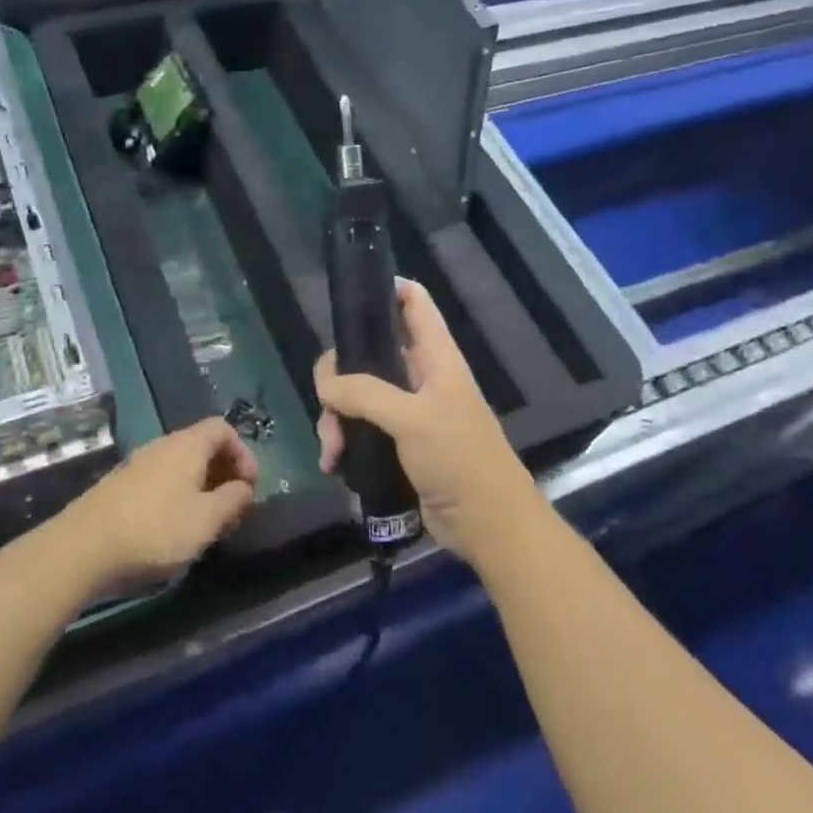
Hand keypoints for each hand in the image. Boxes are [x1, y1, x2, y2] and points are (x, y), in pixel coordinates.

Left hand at [60, 417, 258, 592]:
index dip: (243, 453)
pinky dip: (178, 496)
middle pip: (202, 446)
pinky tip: (174, 529)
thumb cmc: (154, 530)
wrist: (82, 547)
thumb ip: (233, 500)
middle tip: (232, 509)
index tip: (249, 487)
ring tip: (206, 524)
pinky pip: (161, 480)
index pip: (223, 428)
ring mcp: (138, 464)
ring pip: (181, 466)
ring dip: (202, 488)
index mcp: (187, 445)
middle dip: (224, 473)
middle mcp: (162, 445)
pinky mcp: (121, 486)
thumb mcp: (206, 520)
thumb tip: (244, 487)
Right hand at [314, 278, 537, 567]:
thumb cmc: (459, 459)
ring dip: (337, 417)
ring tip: (331, 448)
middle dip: (340, 376)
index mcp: (435, 356)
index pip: (413, 302)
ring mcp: (408, 411)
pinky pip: (361, 428)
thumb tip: (325, 384)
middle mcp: (420, 376)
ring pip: (358, 394)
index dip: (385, 288)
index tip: (349, 298)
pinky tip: (333, 462)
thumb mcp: (412, 418)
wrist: (487, 525)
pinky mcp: (399, 443)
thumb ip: (365, 392)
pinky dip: (344, 440)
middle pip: (369, 352)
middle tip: (327, 403)